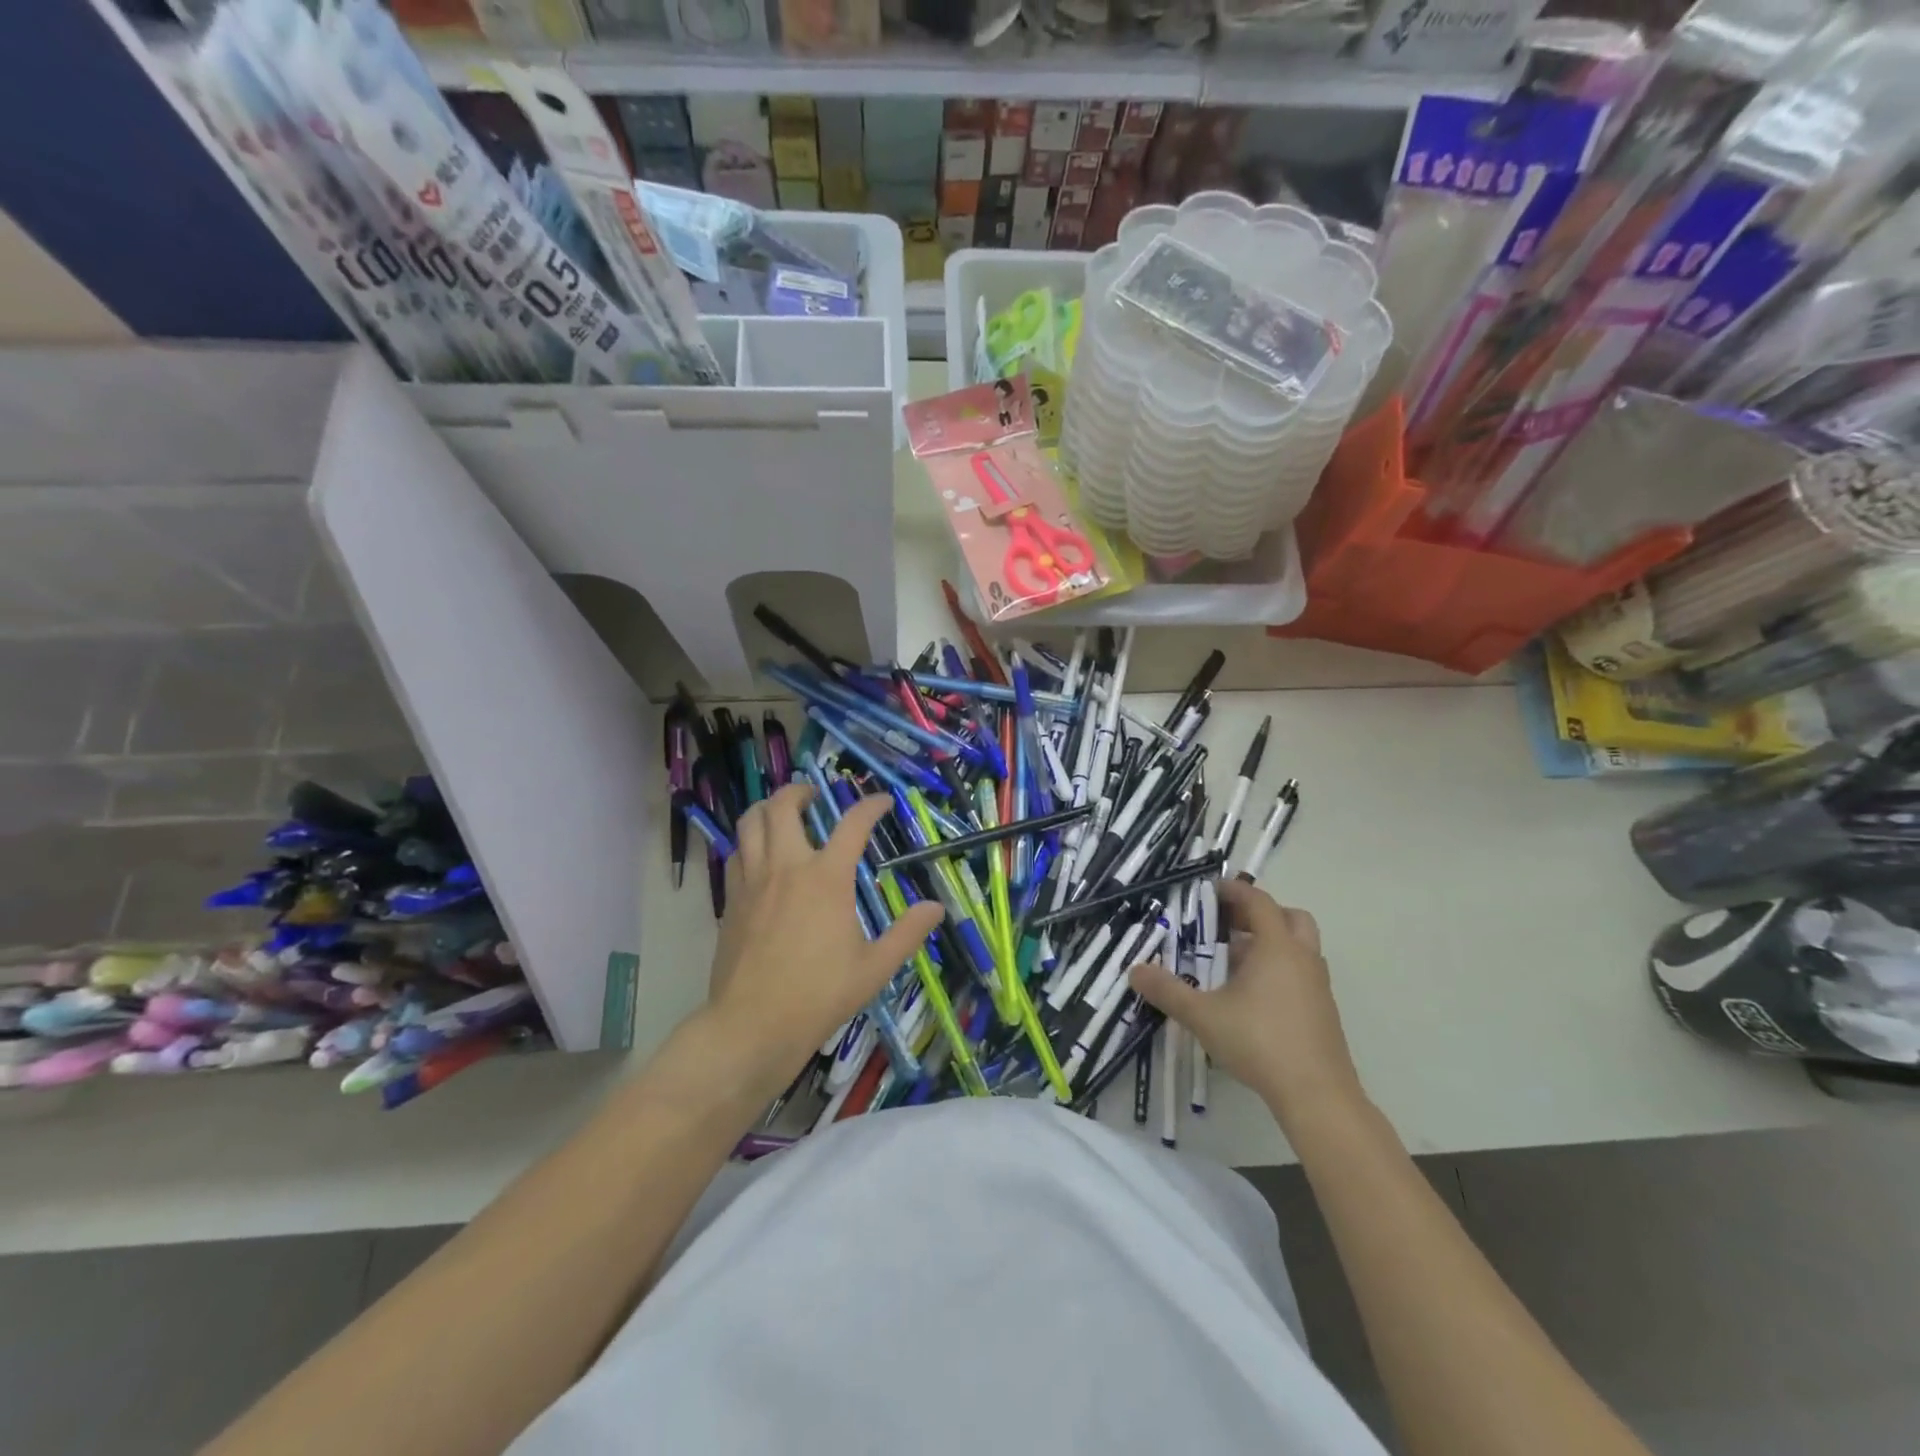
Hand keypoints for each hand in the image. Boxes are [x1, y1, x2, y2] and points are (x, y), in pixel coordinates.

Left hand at [703, 783, 941, 1090]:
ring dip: (767, 808)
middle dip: (800, 791)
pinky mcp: (731, 900)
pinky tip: (759, 856)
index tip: (882, 801)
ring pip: (750, 822)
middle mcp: (787, 867)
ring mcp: (753, 880)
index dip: (871, 806)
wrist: (752, 1024)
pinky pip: (736, 853)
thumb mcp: (874, 968)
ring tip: (782, 814)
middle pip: (784, 806)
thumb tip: (936, 907)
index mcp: (826, 878)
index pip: (852, 824)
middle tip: (814, 797)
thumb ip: (907, 933)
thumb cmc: (819, 995)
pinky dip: (749, 842)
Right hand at [1129, 879, 1363, 1123]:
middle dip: (1258, 914)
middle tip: (1226, 924)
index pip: (1258, 901)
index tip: (1209, 890)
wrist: (1318, 1096)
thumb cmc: (1259, 1043)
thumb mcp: (1203, 1016)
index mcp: (1277, 947)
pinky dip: (1278, 969)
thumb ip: (1168, 991)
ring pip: (1298, 947)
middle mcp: (1302, 957)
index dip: (1234, 890)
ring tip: (1233, 961)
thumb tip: (1135, 971)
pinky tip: (1251, 996)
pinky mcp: (1324, 1011)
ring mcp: (1318, 985)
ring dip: (1269, 943)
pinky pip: (1301, 973)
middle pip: (1288, 917)